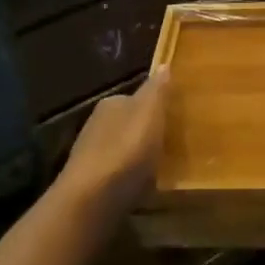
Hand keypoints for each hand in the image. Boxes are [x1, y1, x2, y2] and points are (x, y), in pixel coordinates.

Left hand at [53, 69, 168, 224]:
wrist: (92, 199)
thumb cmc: (127, 149)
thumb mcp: (149, 112)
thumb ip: (157, 89)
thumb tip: (163, 64)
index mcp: (110, 104)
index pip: (134, 97)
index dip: (154, 105)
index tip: (173, 116)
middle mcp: (96, 125)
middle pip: (127, 123)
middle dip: (145, 130)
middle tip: (172, 140)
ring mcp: (91, 155)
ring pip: (122, 148)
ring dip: (138, 154)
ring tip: (163, 164)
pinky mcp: (92, 184)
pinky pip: (118, 173)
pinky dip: (130, 175)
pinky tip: (143, 185)